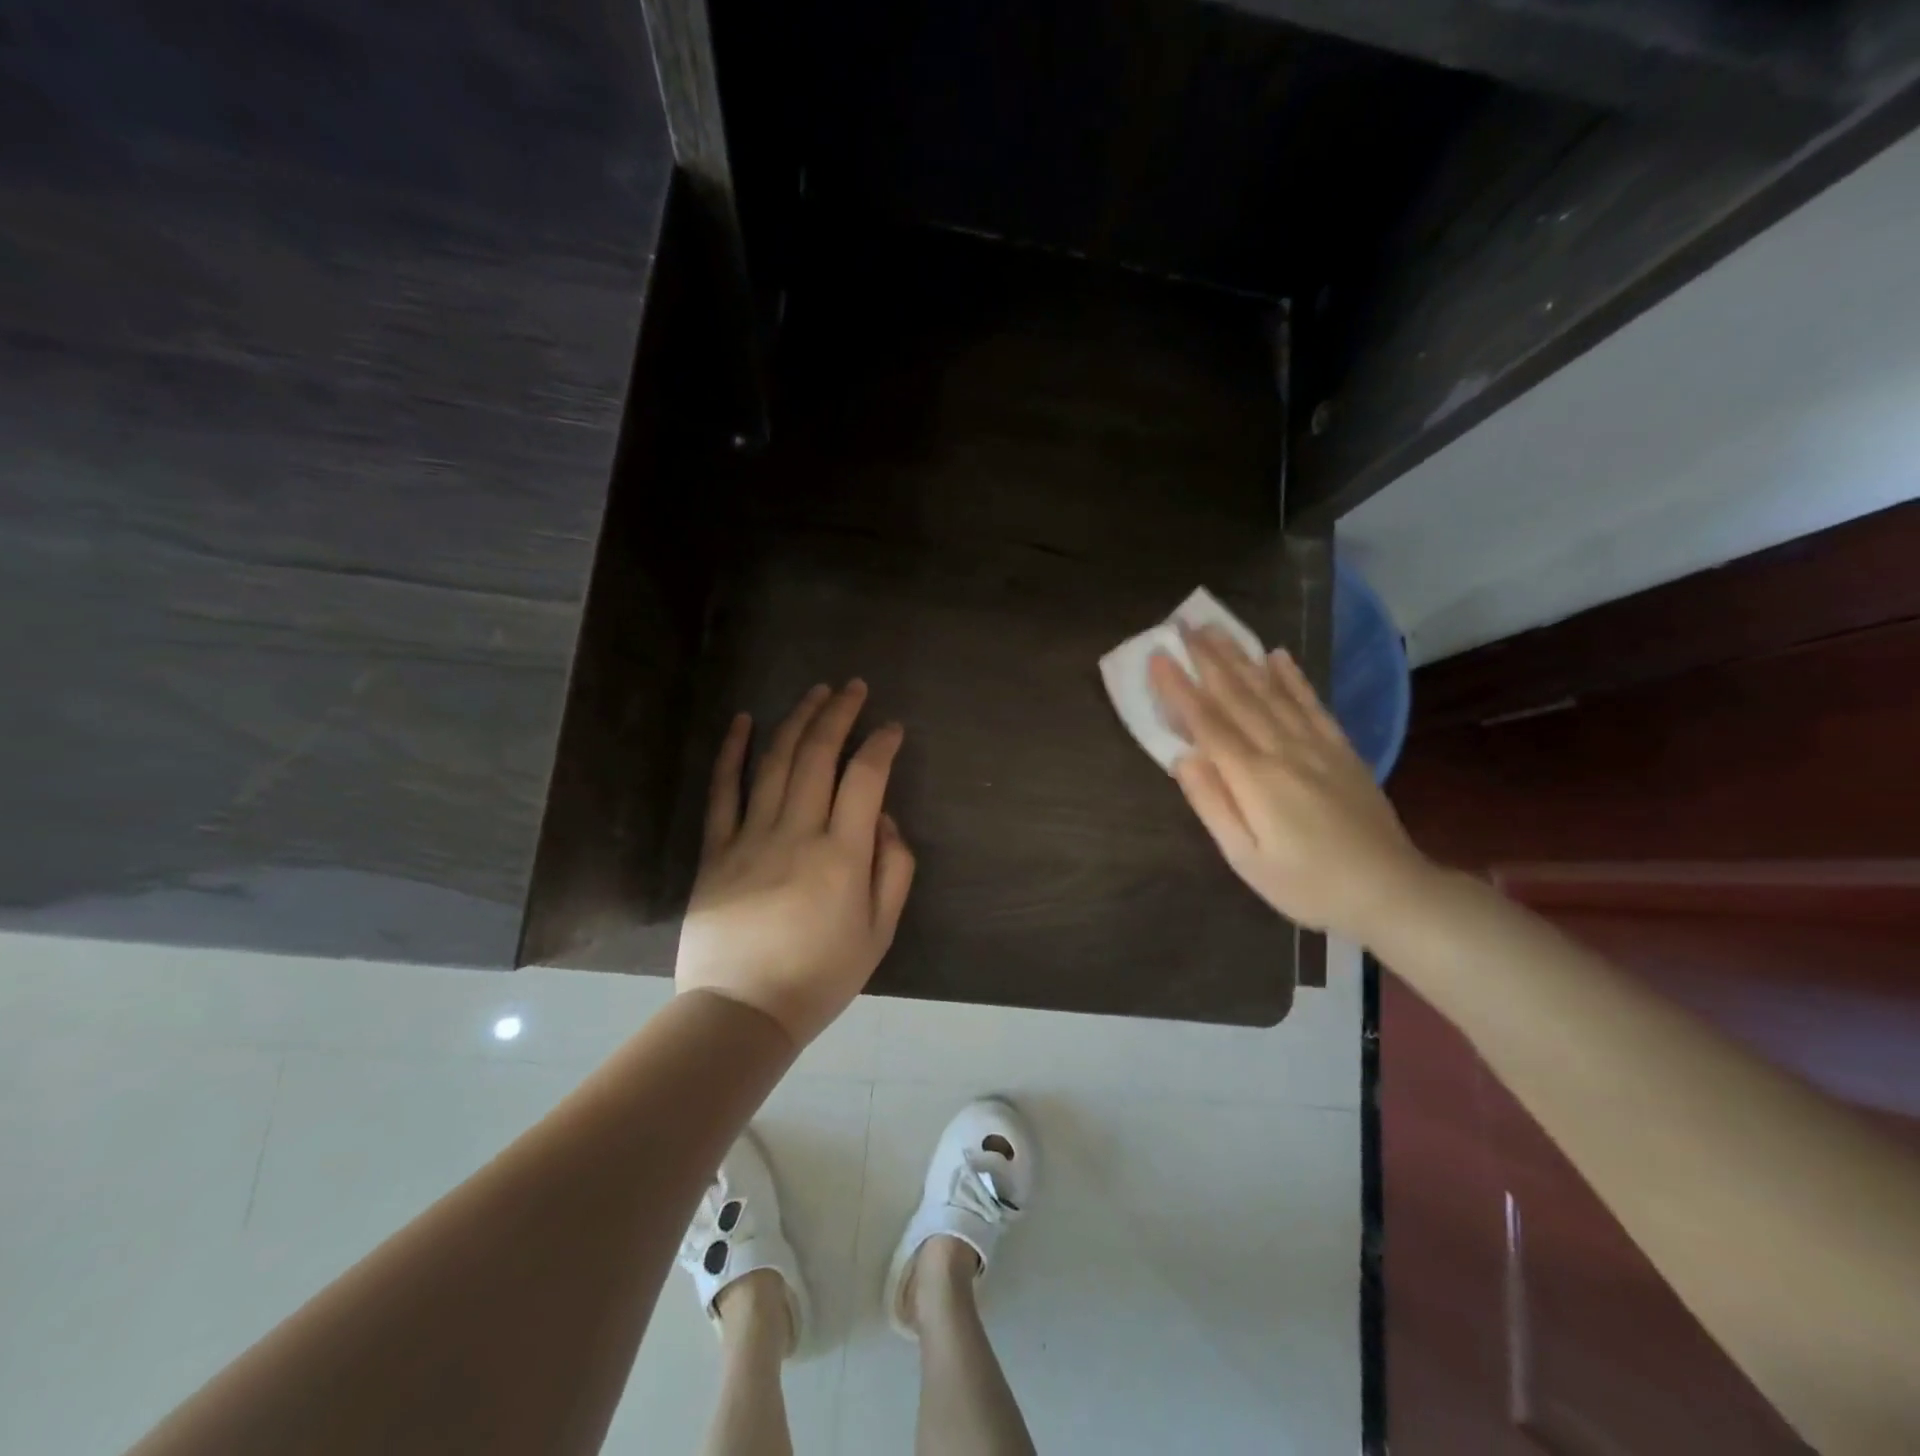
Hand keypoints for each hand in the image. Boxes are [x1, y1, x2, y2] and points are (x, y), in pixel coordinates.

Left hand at [675, 680, 915, 1047]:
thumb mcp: (879, 933)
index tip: (893, 728)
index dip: (882, 745)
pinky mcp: (716, 850)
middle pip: (818, 756)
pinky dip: (731, 752)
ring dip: (797, 721)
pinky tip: (743, 721)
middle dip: (839, 714)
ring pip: (775, 762)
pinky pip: (722, 792)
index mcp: (842, 855)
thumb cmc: (820, 977)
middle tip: (853, 687)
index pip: (866, 779)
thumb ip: (893, 870)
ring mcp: (750, 837)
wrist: (742, 1012)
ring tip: (815, 693)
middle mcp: (797, 833)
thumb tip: (885, 820)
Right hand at [1149, 626, 1435, 944]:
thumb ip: (1212, 805)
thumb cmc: (1306, 884)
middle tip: (1182, 626)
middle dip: (1207, 660)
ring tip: (1217, 630)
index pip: (1208, 723)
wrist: (1389, 891)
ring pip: (1271, 692)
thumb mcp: (1246, 859)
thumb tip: (1182, 758)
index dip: (1179, 689)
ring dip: (1241, 658)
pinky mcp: (1341, 749)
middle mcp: (1284, 750)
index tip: (1157, 657)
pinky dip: (1293, 677)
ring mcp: (1317, 746)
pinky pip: (1312, 704)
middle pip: (1238, 697)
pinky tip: (1277, 655)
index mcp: (1254, 778)